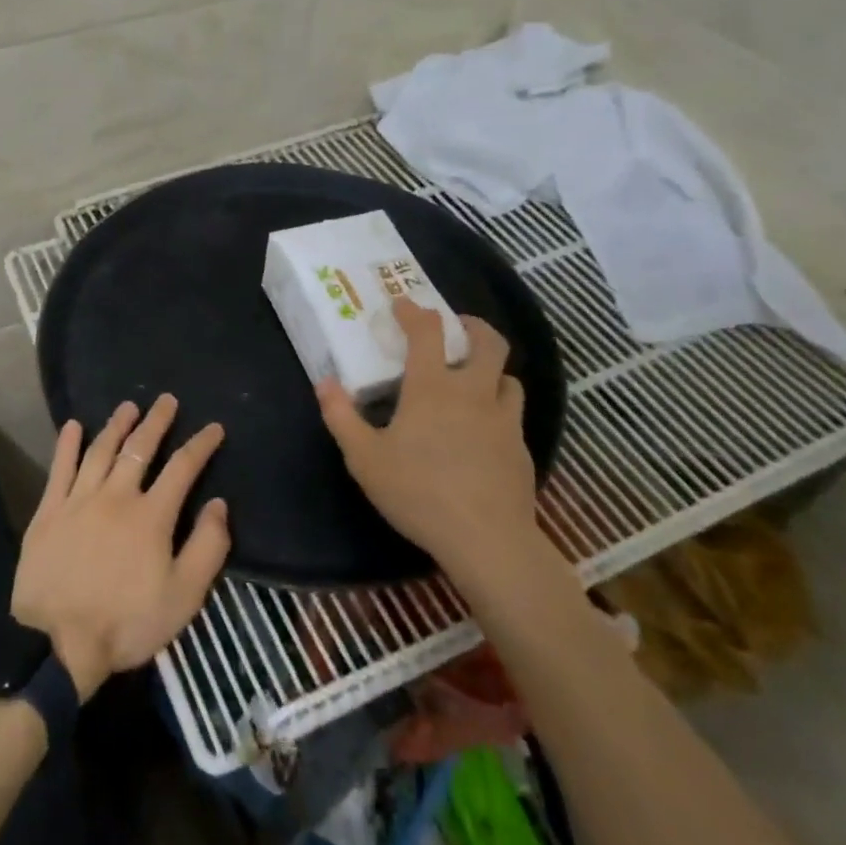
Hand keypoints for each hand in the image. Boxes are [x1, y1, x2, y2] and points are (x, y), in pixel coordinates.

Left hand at [11, 395, 230, 699]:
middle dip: (156, 421)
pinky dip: (67, 444)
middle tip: (166, 400)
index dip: (200, 444)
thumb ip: (207, 548)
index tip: (213, 427)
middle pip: (139, 448)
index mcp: (152, 515)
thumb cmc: (126, 623)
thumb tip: (218, 504)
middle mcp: (117, 496)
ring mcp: (79, 500)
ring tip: (128, 407)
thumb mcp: (183, 597)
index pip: (182, 468)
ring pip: (101, 450)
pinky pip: (60, 468)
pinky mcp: (49, 511)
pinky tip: (73, 425)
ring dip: (116, 425)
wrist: (58, 643)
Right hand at [317, 298, 536, 588]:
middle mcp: (473, 392)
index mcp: (432, 387)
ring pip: (508, 378)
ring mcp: (504, 420)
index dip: (414, 312)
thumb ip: (341, 416)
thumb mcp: (364, 458)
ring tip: (474, 379)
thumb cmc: (419, 492)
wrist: (487, 540)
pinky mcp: (521, 449)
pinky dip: (499, 408)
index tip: (402, 304)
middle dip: (474, 326)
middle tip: (458, 327)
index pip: (427, 332)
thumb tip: (324, 382)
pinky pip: (512, 415)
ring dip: (492, 370)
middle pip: (489, 342)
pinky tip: (484, 431)